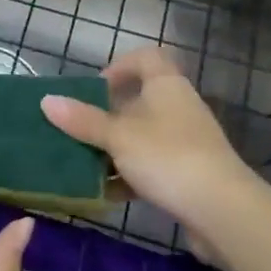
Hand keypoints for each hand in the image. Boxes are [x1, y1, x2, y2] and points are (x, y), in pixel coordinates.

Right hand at [40, 47, 268, 266]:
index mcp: (166, 87)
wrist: (223, 212)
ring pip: (142, 137)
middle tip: (77, 129)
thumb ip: (83, 120)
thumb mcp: (118, 137)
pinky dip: (128, 176)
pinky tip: (106, 194)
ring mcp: (185, 143)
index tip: (94, 88)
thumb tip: (46, 100)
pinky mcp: (188, 175)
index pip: (146, 58)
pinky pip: (151, 167)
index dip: (119, 66)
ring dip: (114, 149)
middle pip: (139, 101)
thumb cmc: (168, 158)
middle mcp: (178, 108)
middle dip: (106, 115)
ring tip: (83, 164)